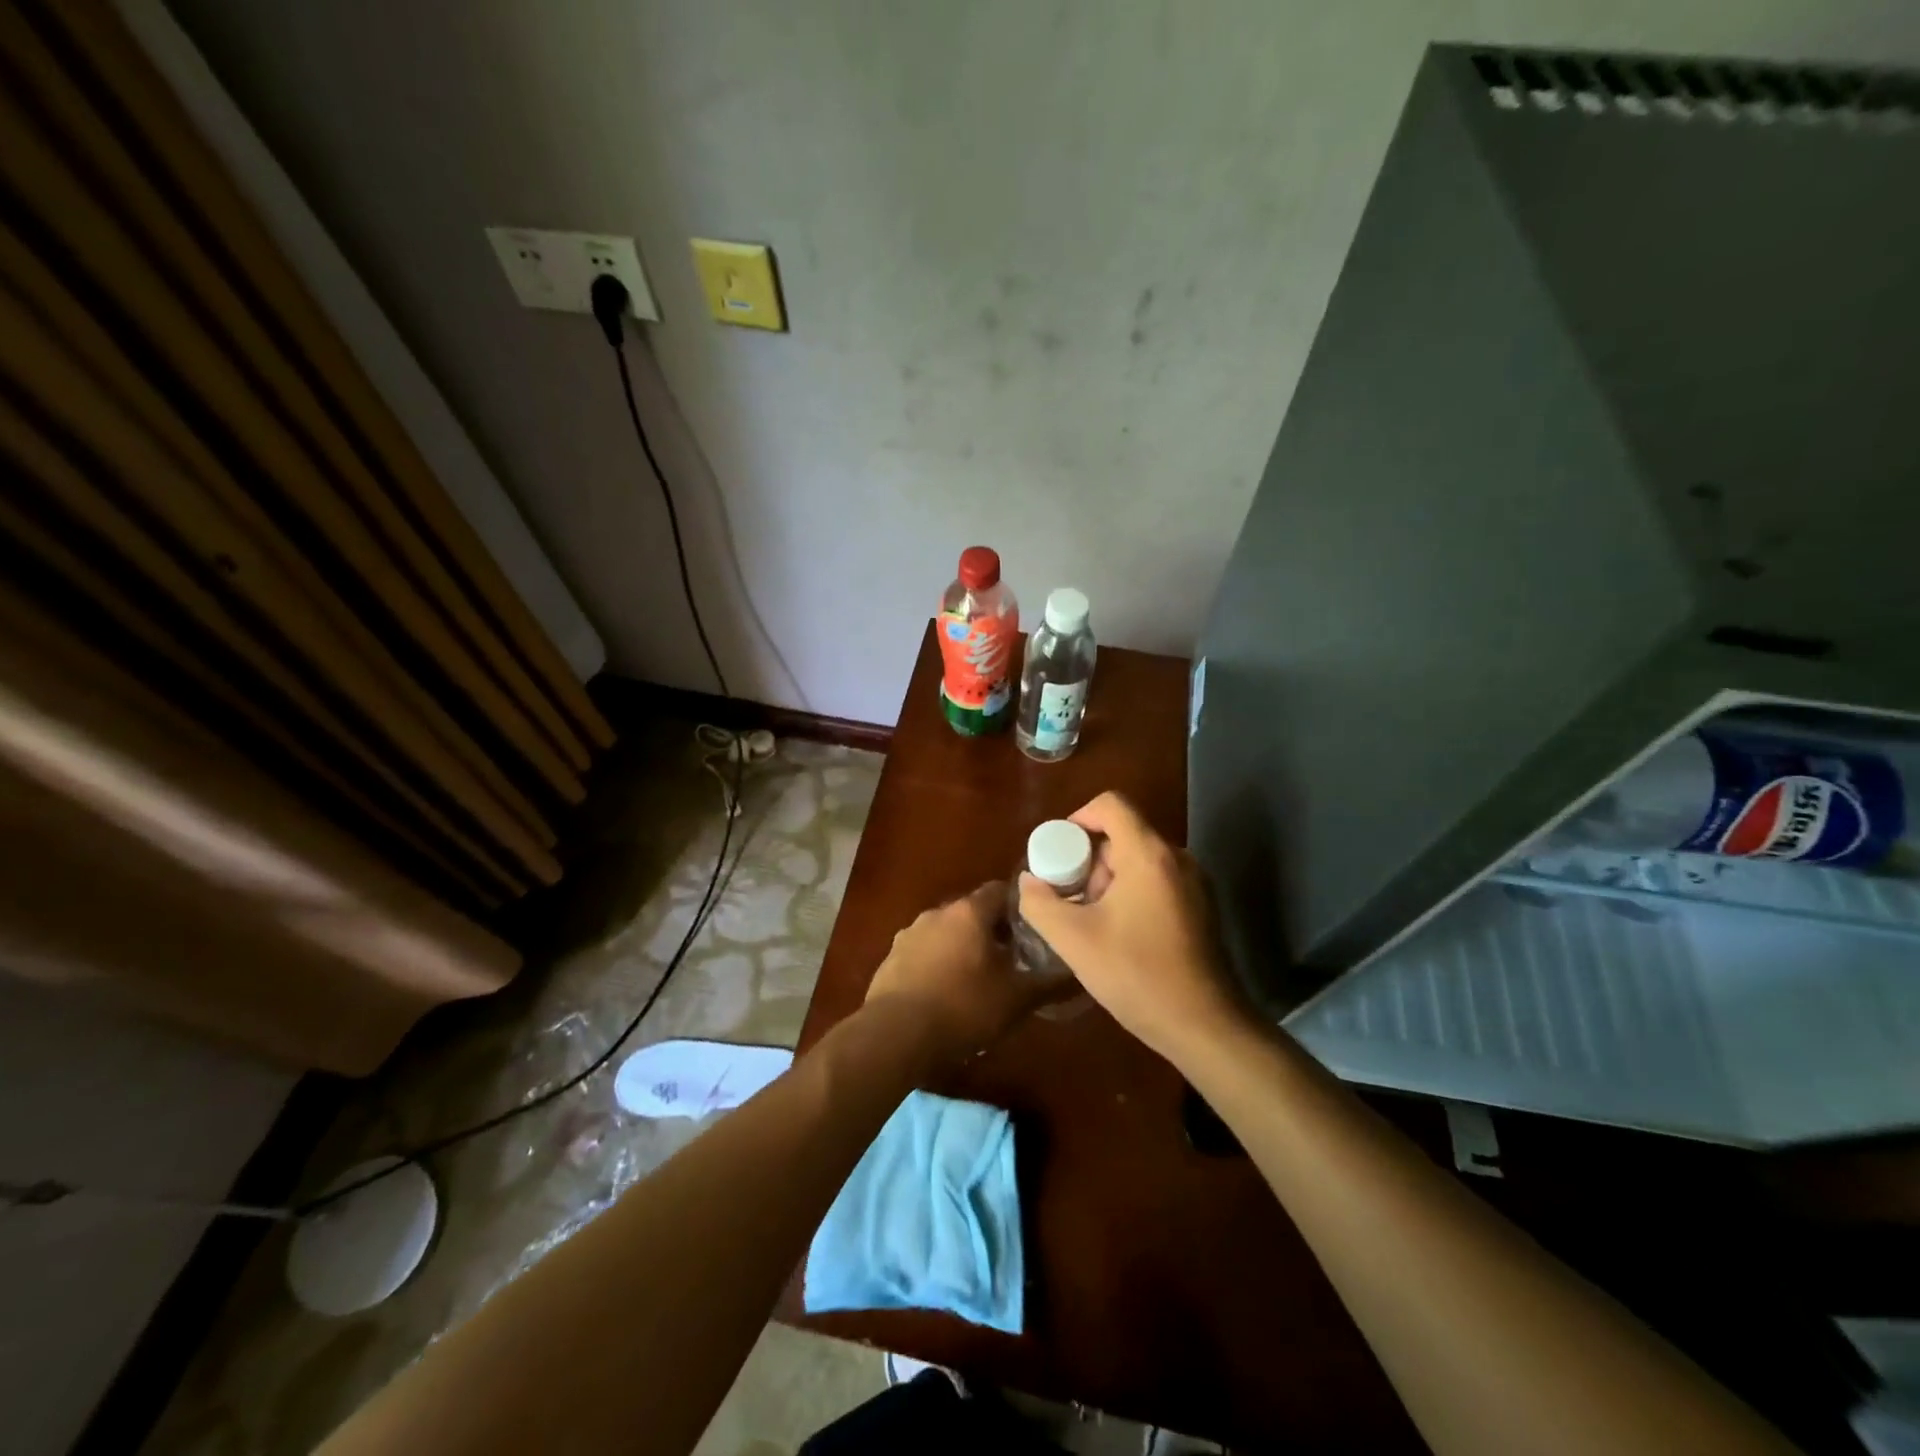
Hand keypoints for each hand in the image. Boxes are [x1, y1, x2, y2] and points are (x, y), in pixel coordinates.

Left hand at [865, 881, 1061, 1065]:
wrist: (895, 1036)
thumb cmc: (963, 1008)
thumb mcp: (1016, 1000)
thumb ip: (1049, 983)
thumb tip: (1078, 973)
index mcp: (969, 912)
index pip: (1001, 891)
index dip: (1020, 906)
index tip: (1035, 928)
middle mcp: (937, 913)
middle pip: (973, 913)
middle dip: (992, 932)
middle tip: (1012, 959)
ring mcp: (909, 934)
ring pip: (946, 933)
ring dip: (962, 948)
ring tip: (978, 980)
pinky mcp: (890, 959)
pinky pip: (923, 954)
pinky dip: (937, 965)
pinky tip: (945, 995)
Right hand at [1016, 792, 1249, 1064]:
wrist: (1205, 1026)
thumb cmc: (1138, 975)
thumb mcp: (1074, 940)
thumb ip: (1040, 903)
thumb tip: (1029, 881)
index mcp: (1149, 854)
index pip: (1111, 804)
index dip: (1077, 818)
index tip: (1058, 854)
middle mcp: (1176, 858)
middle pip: (1123, 834)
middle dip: (1088, 860)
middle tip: (1068, 897)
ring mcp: (1194, 882)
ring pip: (1138, 860)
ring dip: (1107, 880)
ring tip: (1088, 920)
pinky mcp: (1200, 906)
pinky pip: (1156, 880)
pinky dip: (1130, 892)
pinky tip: (1116, 933)